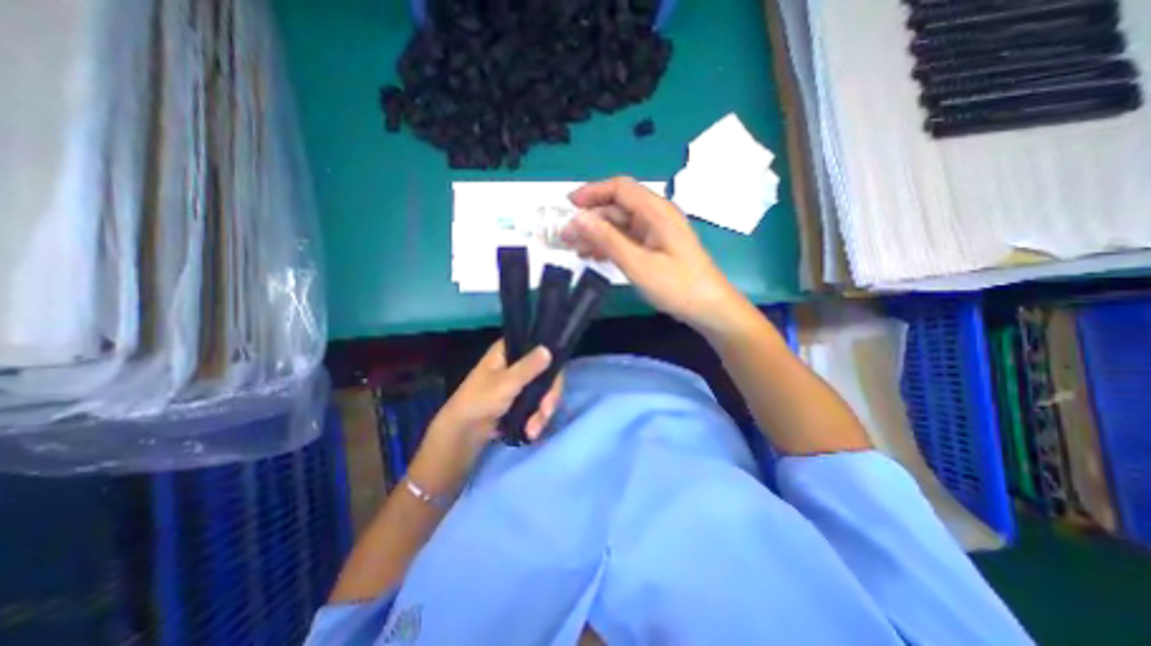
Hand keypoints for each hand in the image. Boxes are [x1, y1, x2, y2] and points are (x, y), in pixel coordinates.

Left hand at [420, 340, 565, 486]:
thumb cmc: (479, 401)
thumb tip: (548, 350)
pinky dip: (538, 417)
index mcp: (507, 351)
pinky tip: (533, 431)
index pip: (536, 345)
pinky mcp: (521, 400)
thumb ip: (528, 367)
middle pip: (546, 372)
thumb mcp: (505, 383)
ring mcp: (519, 382)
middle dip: (548, 396)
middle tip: (547, 411)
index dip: (551, 357)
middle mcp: (516, 363)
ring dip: (542, 411)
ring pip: (544, 390)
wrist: (462, 434)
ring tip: (534, 430)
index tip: (556, 375)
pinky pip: (538, 404)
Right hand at [560, 176, 746, 335]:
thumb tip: (578, 218)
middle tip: (565, 236)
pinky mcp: (655, 247)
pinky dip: (609, 245)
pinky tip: (593, 256)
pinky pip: (627, 239)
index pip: (620, 188)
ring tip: (573, 248)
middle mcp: (656, 216)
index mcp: (656, 212)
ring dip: (596, 234)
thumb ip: (608, 240)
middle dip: (589, 219)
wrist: (709, 308)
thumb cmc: (677, 286)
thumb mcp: (639, 264)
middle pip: (617, 208)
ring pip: (620, 225)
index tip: (568, 205)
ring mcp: (656, 233)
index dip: (592, 192)